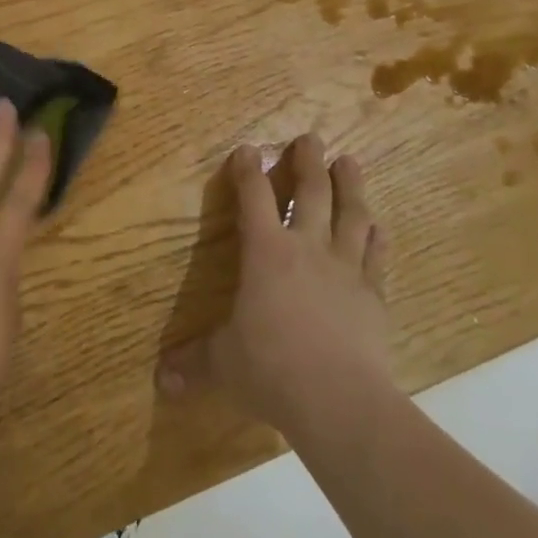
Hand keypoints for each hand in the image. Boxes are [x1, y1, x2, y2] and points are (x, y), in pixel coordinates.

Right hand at [158, 135, 391, 437]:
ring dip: (350, 185)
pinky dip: (375, 236)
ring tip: (349, 161)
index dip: (248, 170)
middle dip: (309, 162)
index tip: (248, 149)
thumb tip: (159, 380)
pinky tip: (377, 225)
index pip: (254, 198)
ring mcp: (345, 268)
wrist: (340, 400)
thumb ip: (193, 364)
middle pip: (311, 192)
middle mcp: (307, 248)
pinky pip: (376, 255)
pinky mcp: (373, 294)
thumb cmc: (271, 369)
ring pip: (351, 214)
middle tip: (312, 137)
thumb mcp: (222, 365)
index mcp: (266, 252)